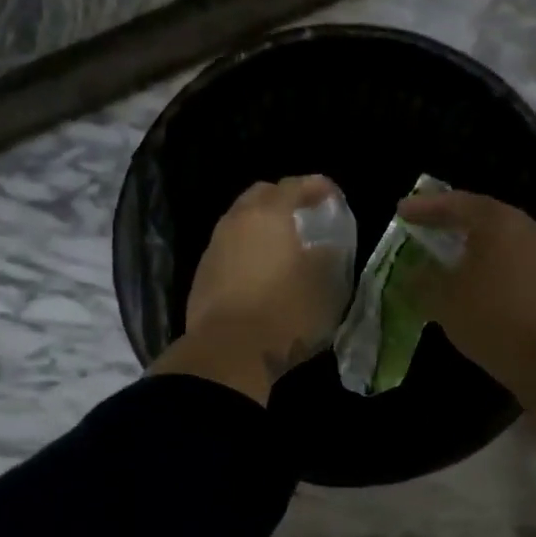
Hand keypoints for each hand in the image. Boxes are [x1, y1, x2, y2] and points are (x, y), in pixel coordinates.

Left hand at [153, 176, 348, 402]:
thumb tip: (323, 247)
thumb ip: (328, 256)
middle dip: (283, 199)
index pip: (295, 185)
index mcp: (269, 214)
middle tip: (305, 216)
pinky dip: (247, 249)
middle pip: (260, 195)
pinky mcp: (202, 274)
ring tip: (283, 245)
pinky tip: (259, 270)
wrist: (228, 351)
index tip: (332, 196)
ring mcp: (214, 247)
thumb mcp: (325, 285)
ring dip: (262, 226)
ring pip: (240, 221)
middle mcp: (237, 221)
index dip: (317, 186)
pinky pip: (229, 248)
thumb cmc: (285, 312)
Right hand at [398, 189, 535, 388]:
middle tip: (423, 220)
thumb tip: (412, 271)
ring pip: (497, 233)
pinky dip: (486, 254)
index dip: (425, 207)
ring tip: (444, 244)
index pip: (455, 204)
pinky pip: (509, 253)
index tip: (401, 210)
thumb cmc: (487, 316)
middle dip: (449, 217)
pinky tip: (470, 269)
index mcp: (496, 221)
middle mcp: (522, 226)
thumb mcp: (442, 297)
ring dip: (469, 237)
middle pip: (480, 213)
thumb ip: (422, 278)